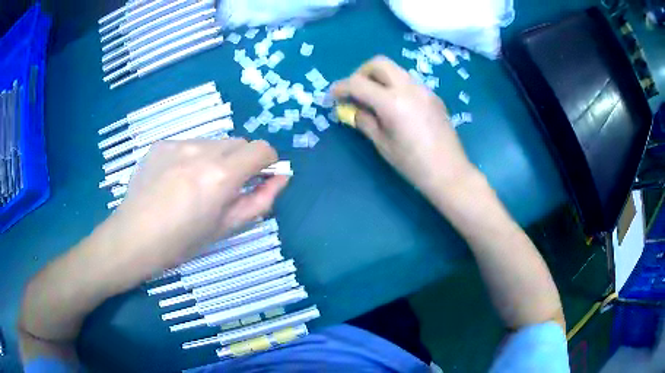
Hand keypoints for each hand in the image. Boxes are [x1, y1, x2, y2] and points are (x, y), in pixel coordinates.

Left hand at [106, 139, 288, 278]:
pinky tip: (175, 180)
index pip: (262, 149)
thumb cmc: (181, 242)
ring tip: (195, 185)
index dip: (267, 162)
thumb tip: (281, 177)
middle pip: (239, 142)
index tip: (259, 178)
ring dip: (216, 158)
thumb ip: (259, 200)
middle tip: (225, 188)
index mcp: (221, 175)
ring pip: (214, 142)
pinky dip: (193, 158)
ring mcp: (179, 143)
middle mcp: (202, 151)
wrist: (134, 237)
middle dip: (242, 161)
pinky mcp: (162, 143)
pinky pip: (190, 144)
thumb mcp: (226, 227)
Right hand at [331, 56, 474, 195]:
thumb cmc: (413, 165)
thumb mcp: (383, 144)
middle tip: (354, 91)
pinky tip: (395, 106)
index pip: (358, 83)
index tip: (332, 96)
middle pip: (379, 63)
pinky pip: (408, 81)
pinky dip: (395, 86)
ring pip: (396, 70)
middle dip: (361, 72)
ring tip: (374, 99)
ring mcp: (424, 90)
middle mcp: (409, 88)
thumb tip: (351, 109)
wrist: (450, 173)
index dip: (341, 87)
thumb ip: (364, 121)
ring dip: (379, 77)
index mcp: (393, 102)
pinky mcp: (433, 96)